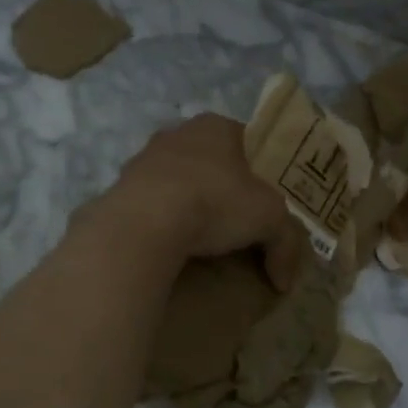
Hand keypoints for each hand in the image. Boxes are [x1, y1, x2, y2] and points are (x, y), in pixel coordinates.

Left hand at [82, 113, 307, 288]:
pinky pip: (154, 205)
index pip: (249, 142)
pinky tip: (175, 245)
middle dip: (226, 189)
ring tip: (206, 239)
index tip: (269, 200)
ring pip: (180, 181)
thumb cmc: (216, 202)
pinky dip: (166, 221)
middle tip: (241, 222)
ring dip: (193, 204)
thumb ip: (286, 243)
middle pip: (213, 161)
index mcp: (217, 126)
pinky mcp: (121, 188)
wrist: (145, 223)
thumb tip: (286, 281)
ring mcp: (144, 158)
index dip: (263, 171)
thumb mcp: (270, 220)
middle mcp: (179, 133)